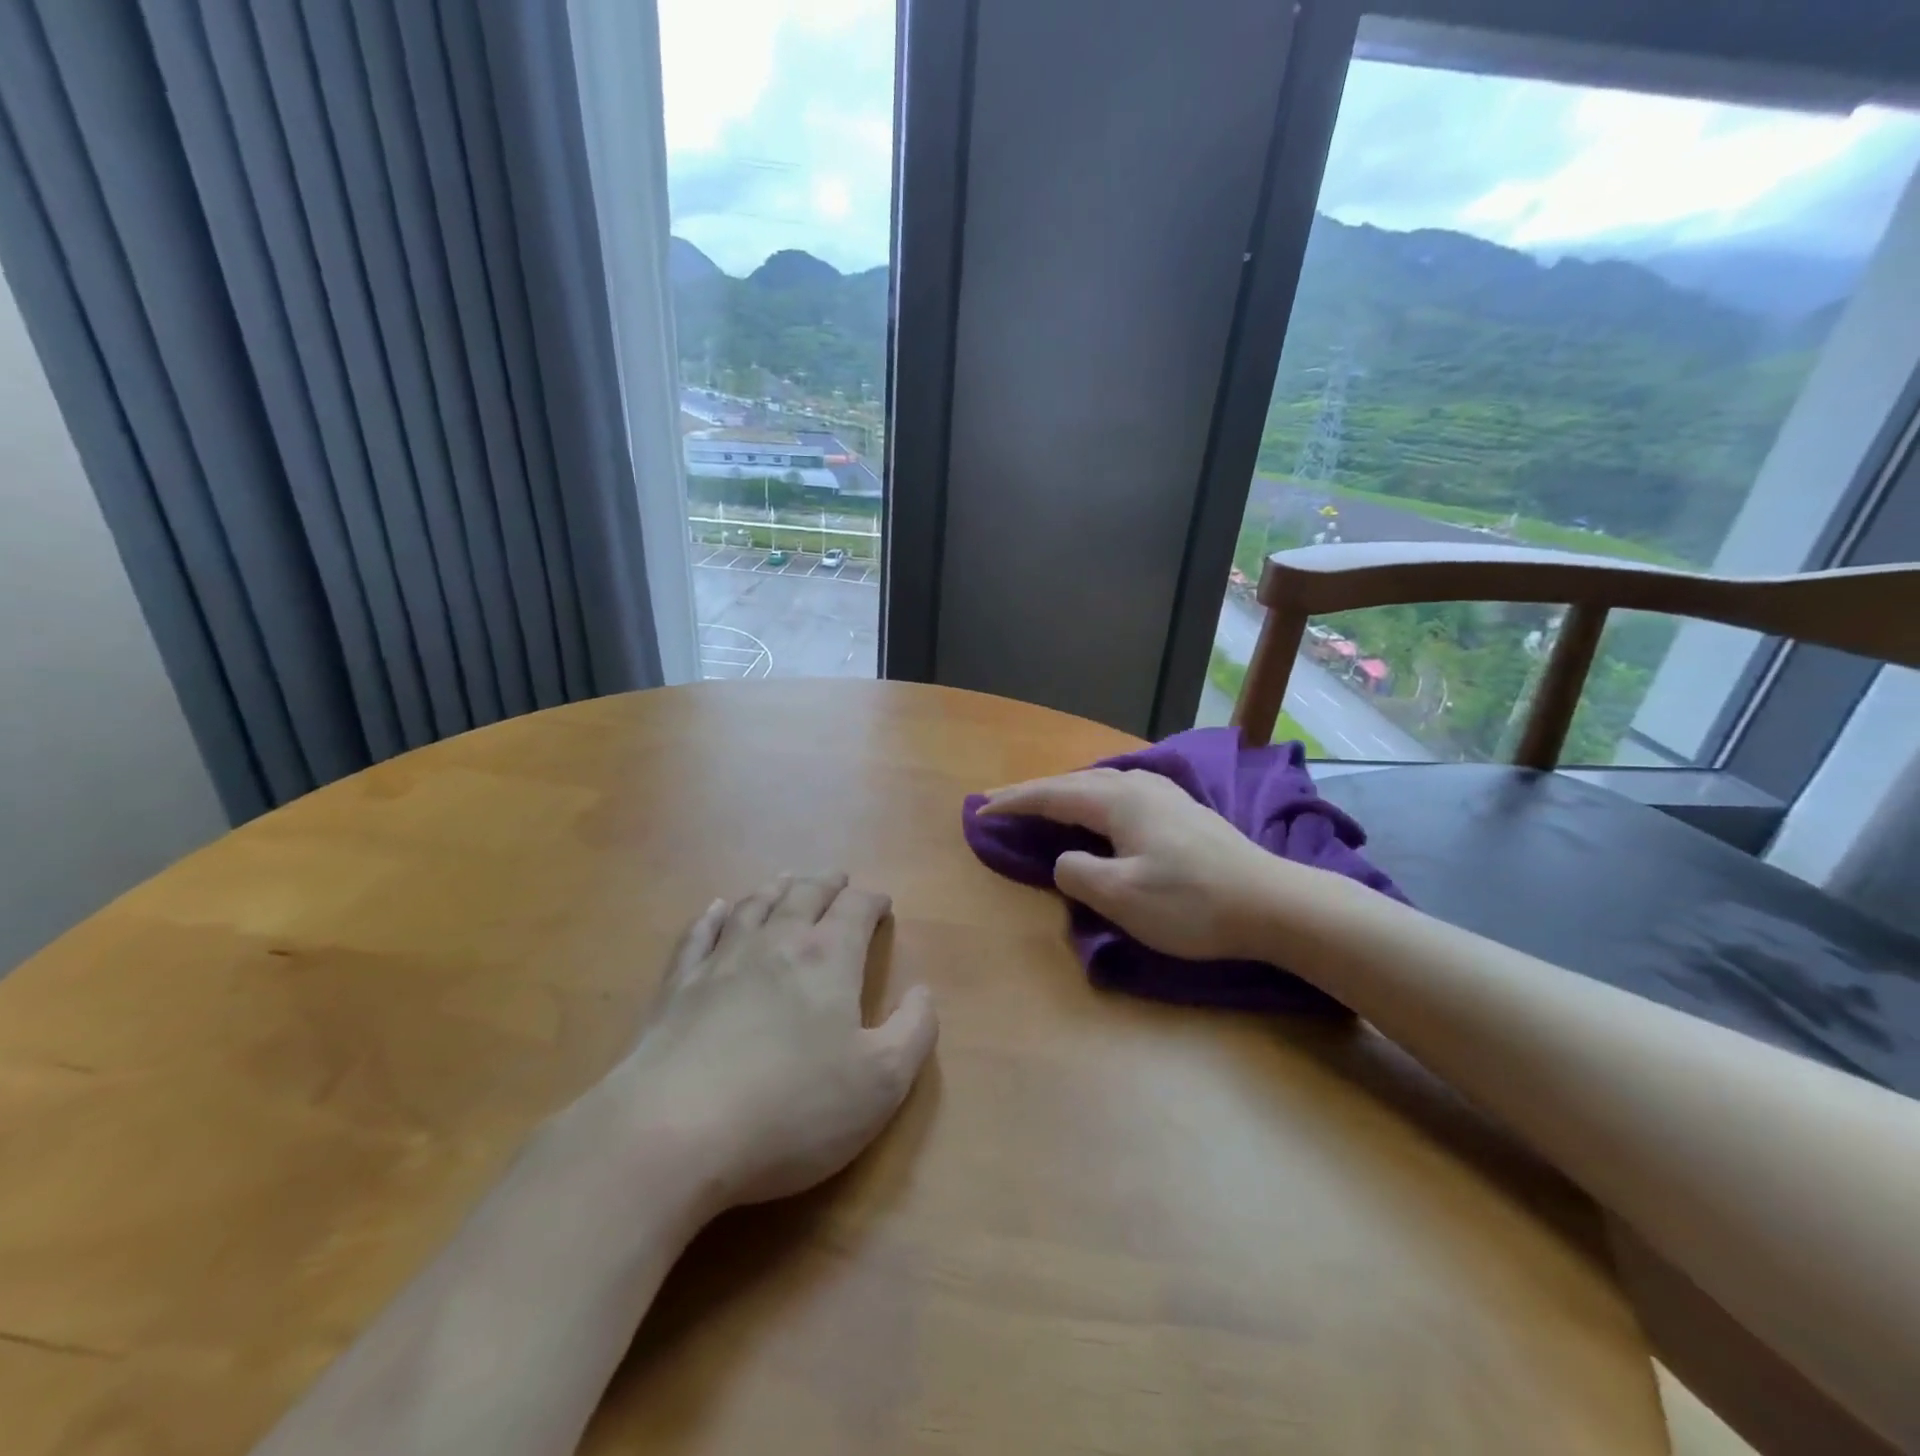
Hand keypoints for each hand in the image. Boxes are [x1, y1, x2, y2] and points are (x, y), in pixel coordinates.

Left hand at [612, 874, 937, 1213]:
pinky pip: (698, 935)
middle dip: (827, 884)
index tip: (882, 904)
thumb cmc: (792, 1109)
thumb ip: (914, 1031)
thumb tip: (922, 992)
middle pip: (805, 895)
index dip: (872, 901)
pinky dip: (711, 917)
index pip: (856, 909)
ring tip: (787, 880)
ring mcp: (721, 961)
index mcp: (828, 958)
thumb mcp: (881, 1083)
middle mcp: (776, 943)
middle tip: (838, 879)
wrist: (674, 1132)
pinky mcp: (677, 987)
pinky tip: (715, 909)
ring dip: (776, 889)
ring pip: (753, 905)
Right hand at [981, 769, 1291, 961]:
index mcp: (1118, 800)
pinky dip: (1092, 802)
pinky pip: (1120, 796)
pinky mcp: (1181, 812)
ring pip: (1099, 786)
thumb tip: (1065, 859)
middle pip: (1073, 783)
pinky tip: (1098, 812)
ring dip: (1064, 795)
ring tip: (1041, 805)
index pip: (1051, 794)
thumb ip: (1077, 872)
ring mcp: (1164, 795)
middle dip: (1034, 793)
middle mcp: (1138, 785)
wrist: (1273, 904)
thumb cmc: (1191, 903)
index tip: (979, 812)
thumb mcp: (1121, 897)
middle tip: (999, 805)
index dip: (1013, 803)